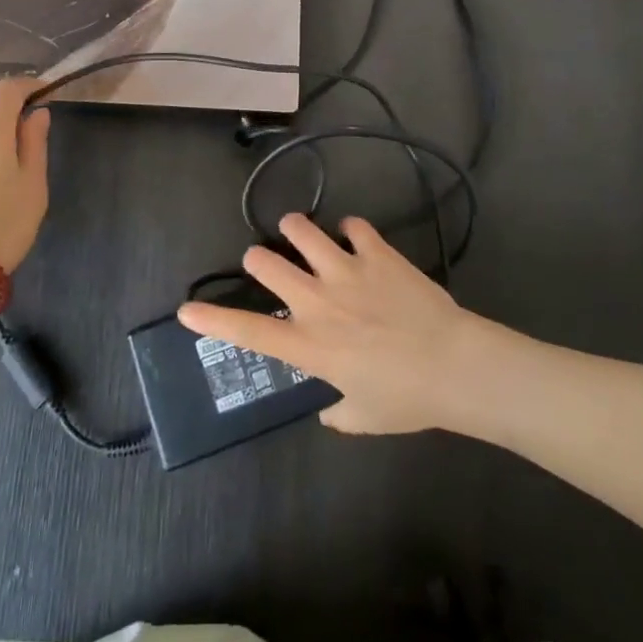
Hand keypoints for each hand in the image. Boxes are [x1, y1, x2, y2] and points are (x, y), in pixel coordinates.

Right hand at [176, 213, 478, 434]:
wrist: (455, 364)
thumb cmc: (407, 398)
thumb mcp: (364, 417)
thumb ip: (338, 413)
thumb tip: (329, 410)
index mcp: (308, 345)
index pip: (248, 332)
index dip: (212, 320)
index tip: (187, 310)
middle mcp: (318, 301)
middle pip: (265, 263)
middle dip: (257, 259)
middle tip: (265, 263)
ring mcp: (346, 270)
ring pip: (300, 230)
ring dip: (294, 230)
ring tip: (297, 233)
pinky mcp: (375, 252)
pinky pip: (352, 225)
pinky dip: (349, 229)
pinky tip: (354, 237)